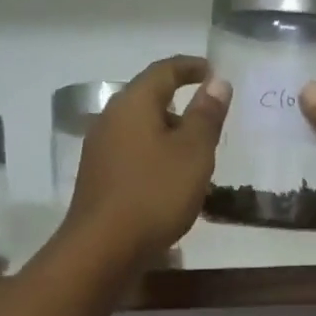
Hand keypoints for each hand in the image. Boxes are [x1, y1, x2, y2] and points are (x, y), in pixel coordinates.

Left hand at [62, 55, 231, 268]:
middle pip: (147, 100)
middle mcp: (110, 119)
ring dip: (167, 135)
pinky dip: (154, 157)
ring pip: (139, 130)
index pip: (163, 71)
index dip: (189, 68)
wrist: (104, 247)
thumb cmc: (155, 194)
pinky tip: (169, 181)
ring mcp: (99, 150)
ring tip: (194, 155)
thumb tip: (217, 82)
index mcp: (133, 104)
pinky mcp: (98, 179)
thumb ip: (206, 116)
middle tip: (208, 120)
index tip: (212, 71)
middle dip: (179, 105)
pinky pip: (132, 155)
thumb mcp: (193, 153)